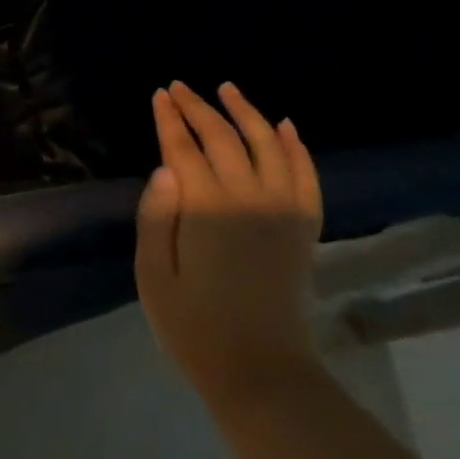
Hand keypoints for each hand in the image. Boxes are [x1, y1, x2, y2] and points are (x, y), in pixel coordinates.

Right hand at [134, 81, 322, 406]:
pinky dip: (296, 147)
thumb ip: (157, 217)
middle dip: (198, 108)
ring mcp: (283, 212)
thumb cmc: (193, 325)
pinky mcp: (305, 228)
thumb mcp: (153, 275)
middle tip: (179, 87)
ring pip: (267, 145)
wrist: (261, 371)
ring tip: (228, 89)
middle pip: (222, 139)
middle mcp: (249, 199)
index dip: (170, 119)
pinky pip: (306, 175)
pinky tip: (286, 126)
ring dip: (247, 113)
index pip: (183, 149)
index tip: (159, 94)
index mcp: (206, 210)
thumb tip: (164, 167)